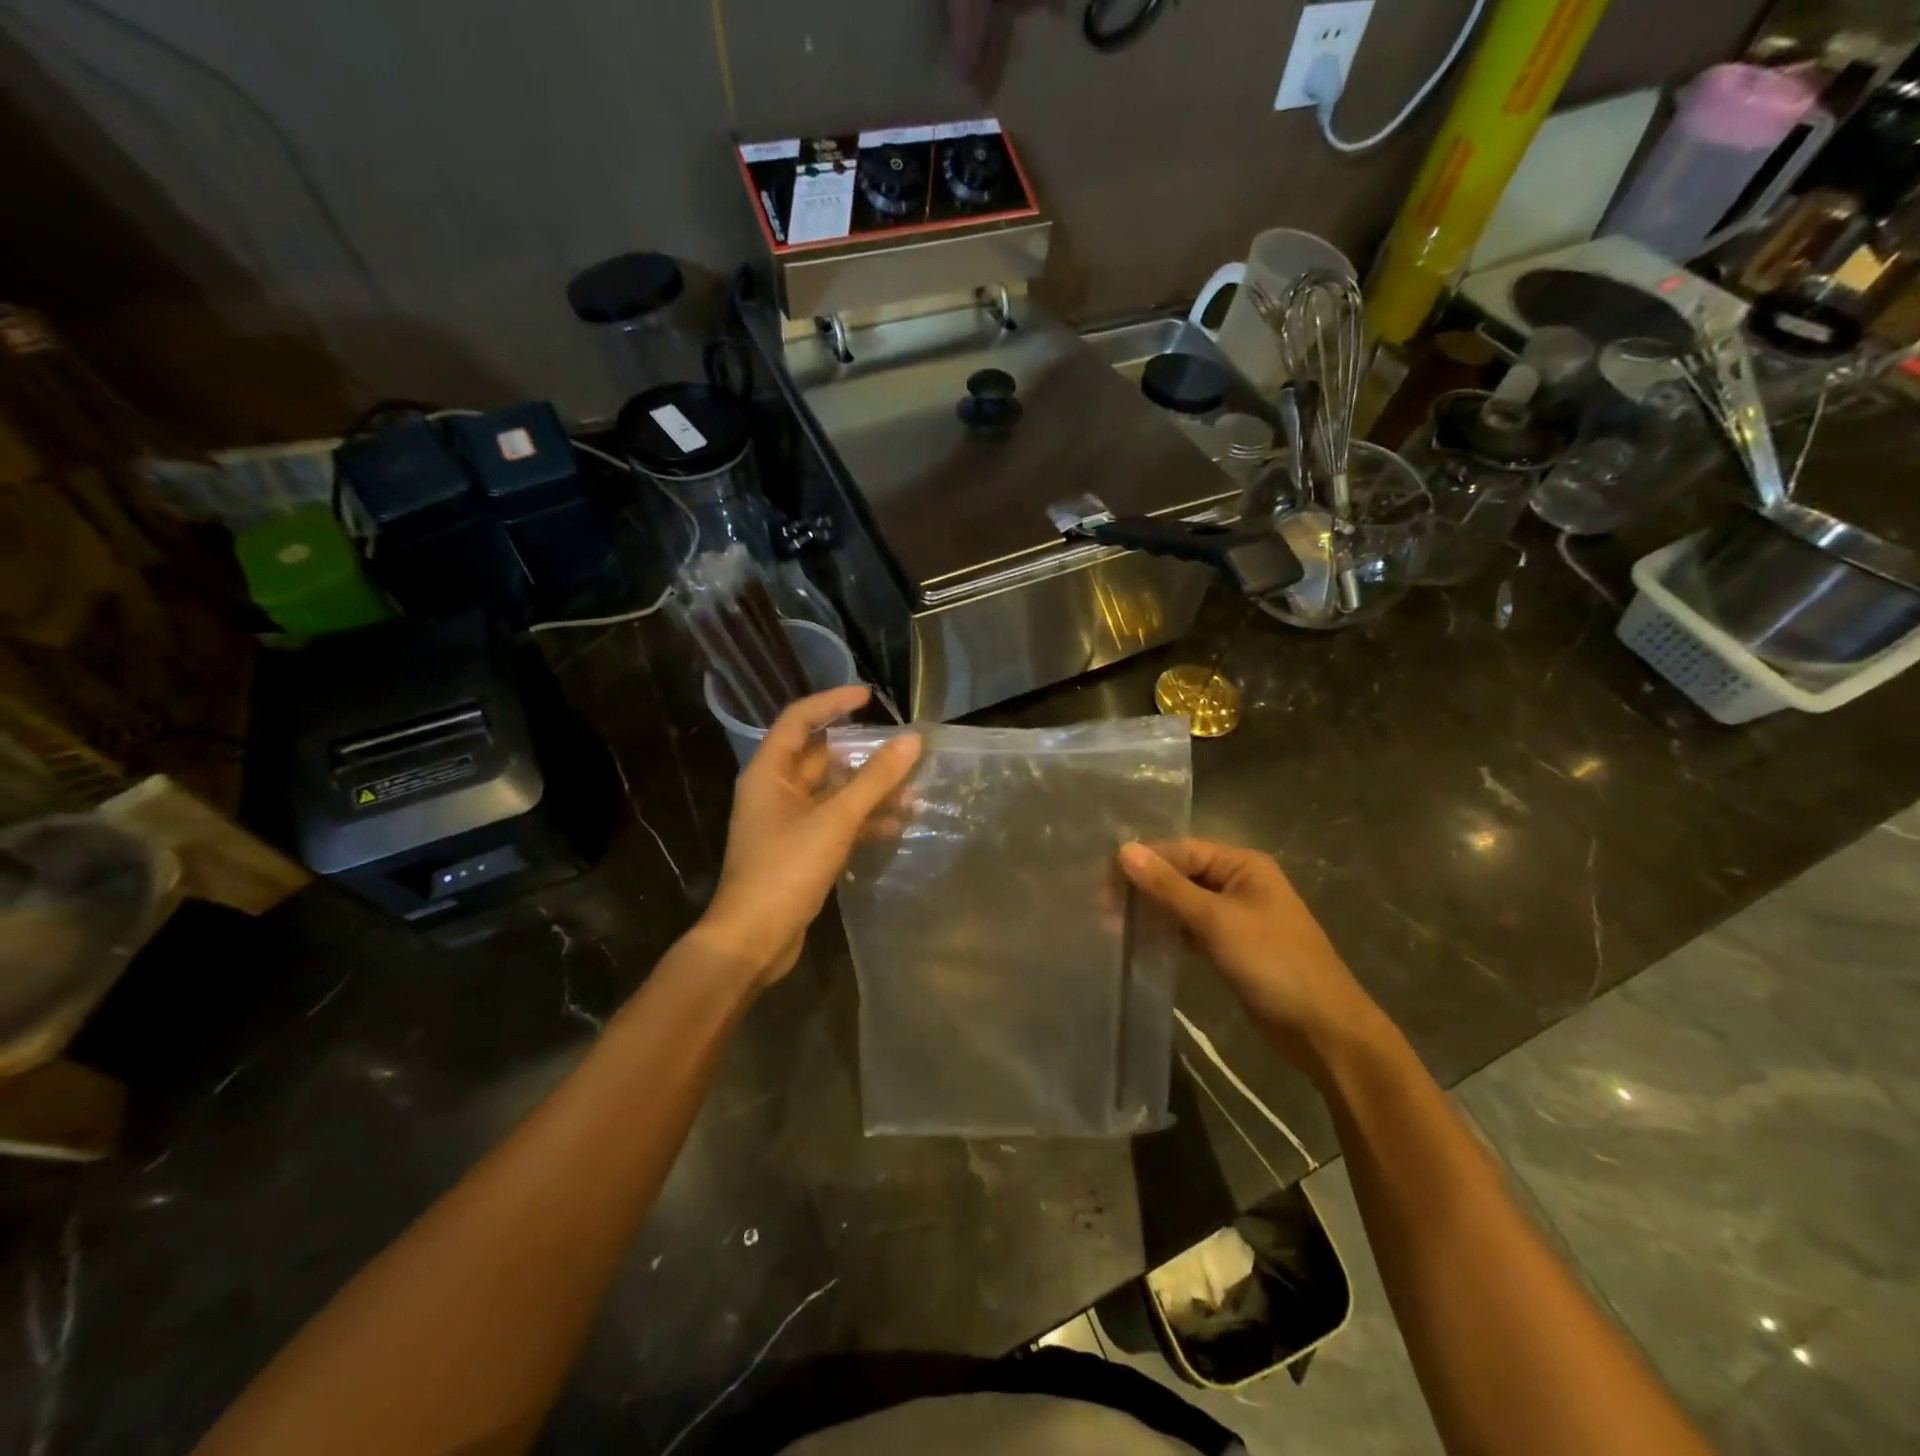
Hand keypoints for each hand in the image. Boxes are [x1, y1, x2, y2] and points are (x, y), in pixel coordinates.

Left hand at [693, 687, 921, 987]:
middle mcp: (775, 791)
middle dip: (862, 753)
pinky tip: (895, 825)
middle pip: (821, 757)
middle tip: (902, 749)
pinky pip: (834, 821)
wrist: (753, 939)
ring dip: (868, 790)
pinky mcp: (799, 849)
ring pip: (832, 792)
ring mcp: (786, 822)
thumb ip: (875, 780)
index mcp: (769, 772)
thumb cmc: (786, 869)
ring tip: (911, 789)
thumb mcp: (835, 820)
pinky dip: (861, 820)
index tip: (870, 697)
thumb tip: (912, 741)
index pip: (800, 719)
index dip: (833, 702)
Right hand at [1120, 838, 1381, 1070]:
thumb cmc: (1273, 963)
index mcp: (1242, 865)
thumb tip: (1124, 850)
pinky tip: (1138, 940)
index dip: (1142, 861)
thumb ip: (1168, 886)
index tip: (1101, 877)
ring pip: (1182, 903)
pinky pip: (1189, 930)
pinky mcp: (1229, 947)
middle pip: (1180, 875)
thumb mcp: (1216, 920)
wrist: (1322, 1029)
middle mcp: (1237, 883)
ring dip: (1151, 910)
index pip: (1180, 851)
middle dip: (1143, 886)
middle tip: (1101, 905)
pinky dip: (1166, 932)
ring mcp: (1234, 917)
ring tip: (1109, 921)